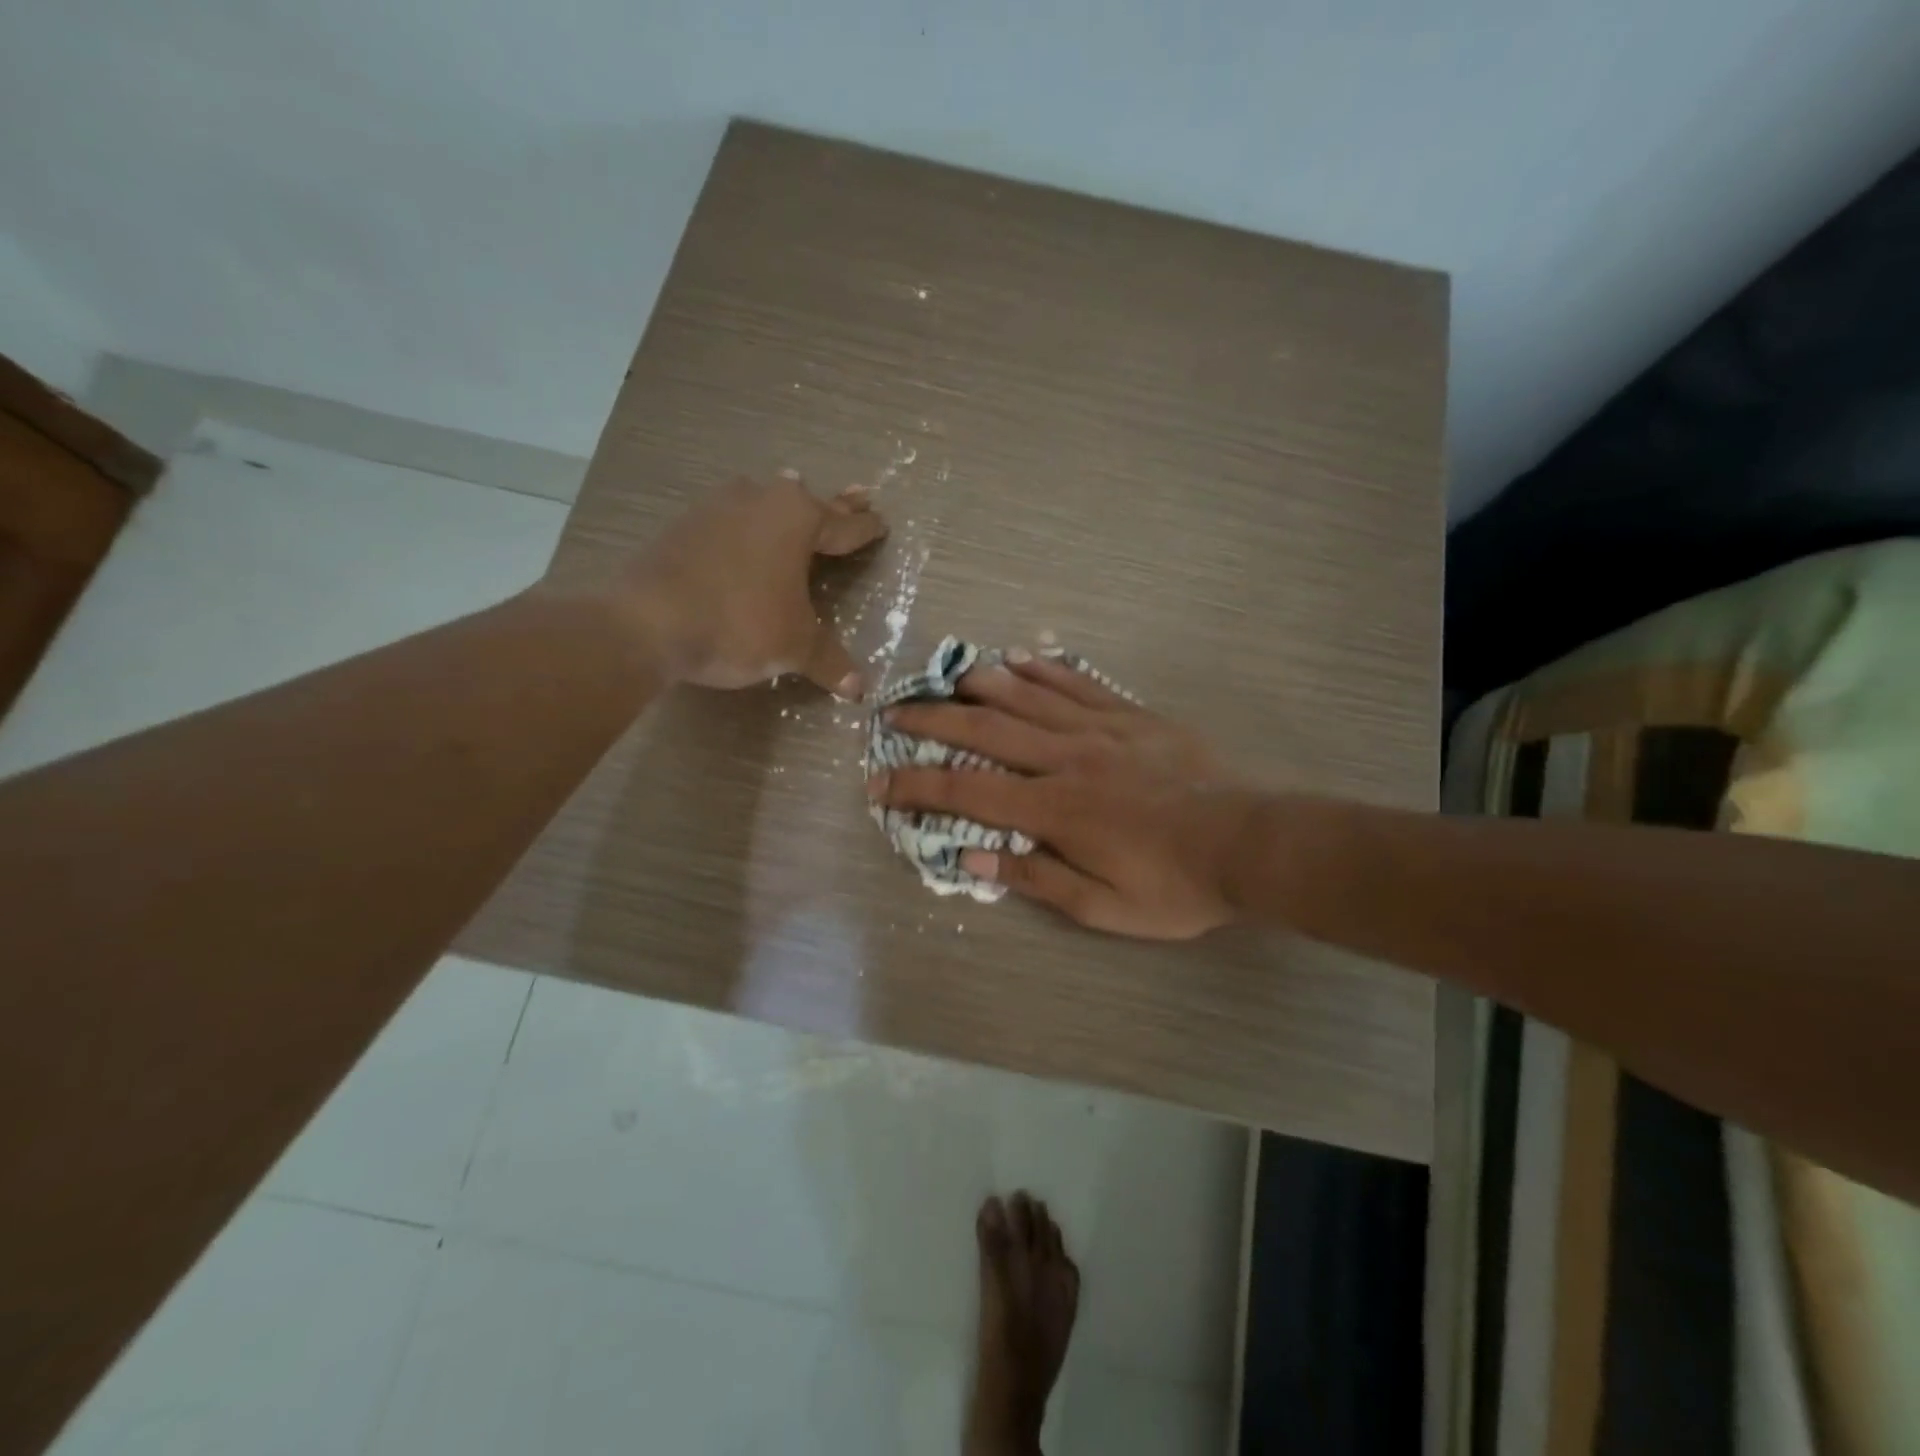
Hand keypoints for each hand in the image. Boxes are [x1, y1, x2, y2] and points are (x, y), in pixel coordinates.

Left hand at [617, 472, 886, 693]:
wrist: (647, 621)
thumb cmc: (740, 623)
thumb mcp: (794, 647)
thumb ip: (829, 661)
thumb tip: (859, 691)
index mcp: (797, 519)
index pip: (844, 526)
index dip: (866, 530)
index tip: (882, 525)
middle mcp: (760, 501)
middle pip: (809, 501)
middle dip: (836, 505)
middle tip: (861, 495)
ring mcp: (717, 508)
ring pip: (764, 500)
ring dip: (784, 504)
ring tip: (795, 493)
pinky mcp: (684, 525)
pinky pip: (730, 518)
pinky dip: (745, 524)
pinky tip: (741, 530)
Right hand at [867, 651, 1261, 937]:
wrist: (1247, 843)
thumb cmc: (1173, 885)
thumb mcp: (1102, 906)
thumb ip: (1034, 879)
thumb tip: (969, 858)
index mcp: (1054, 810)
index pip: (967, 792)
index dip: (917, 786)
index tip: (880, 782)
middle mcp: (1066, 758)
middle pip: (986, 729)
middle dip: (933, 720)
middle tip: (896, 711)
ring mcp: (1100, 729)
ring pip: (1028, 694)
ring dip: (981, 682)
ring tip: (947, 674)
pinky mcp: (1131, 716)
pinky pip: (1079, 683)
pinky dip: (1045, 669)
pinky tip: (1021, 657)